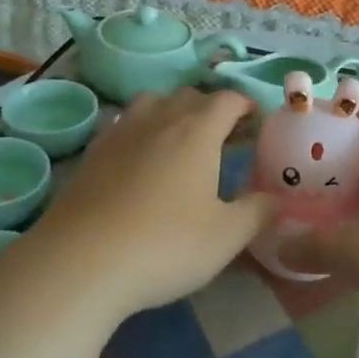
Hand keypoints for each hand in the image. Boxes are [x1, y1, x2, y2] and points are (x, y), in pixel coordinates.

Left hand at [29, 88, 276, 319]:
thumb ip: (257, 213)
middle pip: (189, 95)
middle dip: (211, 108)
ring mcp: (121, 132)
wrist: (81, 262)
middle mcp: (159, 119)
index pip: (227, 100)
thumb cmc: (165, 245)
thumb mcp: (226, 237)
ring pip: (152, 102)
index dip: (246, 105)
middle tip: (224, 136)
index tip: (256, 120)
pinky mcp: (92, 152)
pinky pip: (124, 124)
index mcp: (197, 131)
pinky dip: (141, 130)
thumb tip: (277, 198)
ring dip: (172, 111)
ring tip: (180, 139)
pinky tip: (140, 159)